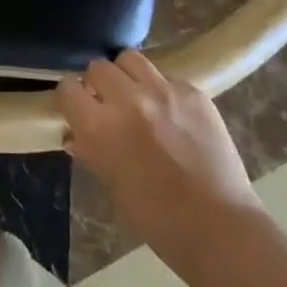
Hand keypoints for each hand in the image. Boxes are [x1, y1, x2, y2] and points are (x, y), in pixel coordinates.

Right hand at [59, 51, 258, 275]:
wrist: (218, 227)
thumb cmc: (158, 220)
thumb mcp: (113, 188)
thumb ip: (93, 152)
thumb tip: (78, 135)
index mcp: (100, 128)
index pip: (67, 89)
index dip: (70, 97)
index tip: (77, 106)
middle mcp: (127, 100)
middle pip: (99, 67)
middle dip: (98, 83)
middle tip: (108, 102)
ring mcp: (163, 91)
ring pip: (131, 59)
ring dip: (127, 75)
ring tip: (137, 95)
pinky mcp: (193, 92)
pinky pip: (167, 77)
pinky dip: (163, 91)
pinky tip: (173, 114)